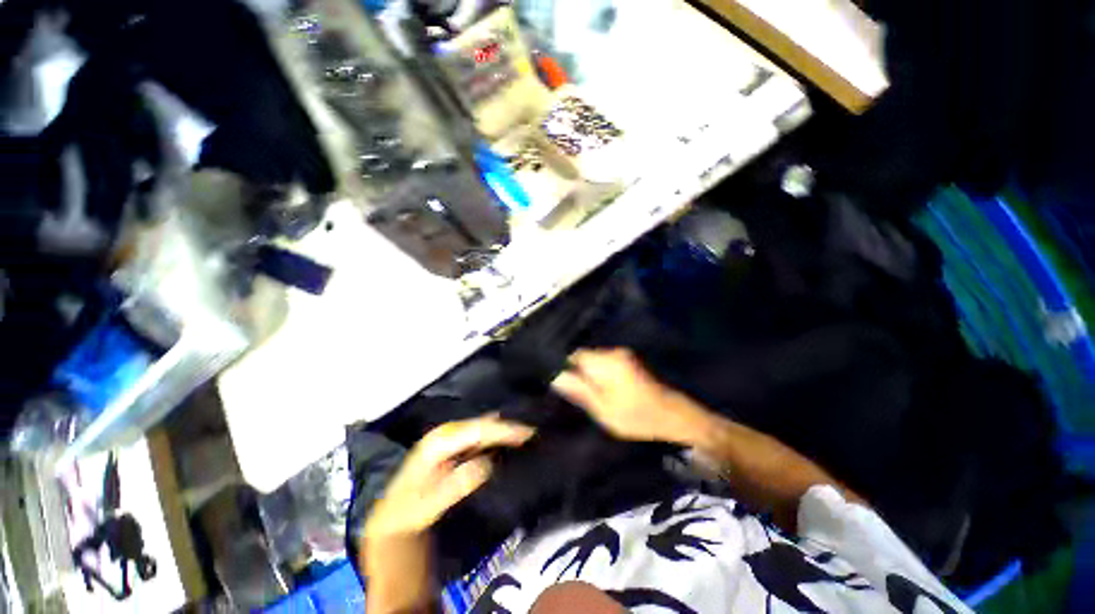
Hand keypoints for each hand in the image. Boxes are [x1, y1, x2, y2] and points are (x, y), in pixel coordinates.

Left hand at [365, 416, 534, 538]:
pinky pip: (479, 434)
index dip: (503, 430)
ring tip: (525, 431)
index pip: (478, 430)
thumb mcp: (428, 506)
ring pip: (481, 426)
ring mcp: (449, 437)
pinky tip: (506, 437)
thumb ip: (456, 485)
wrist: (393, 518)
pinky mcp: (453, 445)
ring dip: (502, 429)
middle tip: (533, 431)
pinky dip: (494, 435)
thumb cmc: (409, 513)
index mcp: (439, 442)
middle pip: (482, 424)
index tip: (528, 433)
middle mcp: (445, 433)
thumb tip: (488, 464)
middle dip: (507, 426)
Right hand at [551, 348, 709, 443]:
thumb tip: (555, 377)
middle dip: (577, 371)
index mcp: (606, 362)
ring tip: (589, 391)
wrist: (673, 415)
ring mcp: (622, 355)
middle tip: (575, 392)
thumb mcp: (603, 410)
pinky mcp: (628, 360)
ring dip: (589, 373)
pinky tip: (603, 388)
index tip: (562, 383)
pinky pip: (605, 363)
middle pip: (584, 356)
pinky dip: (600, 373)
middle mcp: (613, 352)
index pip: (574, 355)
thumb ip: (579, 391)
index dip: (564, 367)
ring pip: (594, 359)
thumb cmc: (637, 416)